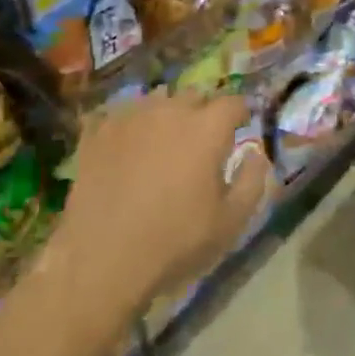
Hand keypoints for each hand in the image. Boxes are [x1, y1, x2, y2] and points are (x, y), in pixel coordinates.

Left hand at [50, 89, 270, 322]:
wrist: (101, 260)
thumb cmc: (174, 242)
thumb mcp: (230, 222)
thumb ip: (252, 180)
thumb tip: (256, 154)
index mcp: (206, 128)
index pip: (233, 102)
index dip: (241, 113)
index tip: (241, 127)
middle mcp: (170, 110)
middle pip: (194, 95)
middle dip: (203, 111)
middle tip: (201, 140)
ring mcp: (131, 117)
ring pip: (156, 99)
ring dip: (166, 113)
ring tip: (163, 140)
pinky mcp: (98, 132)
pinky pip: (119, 114)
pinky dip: (129, 124)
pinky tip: (127, 145)